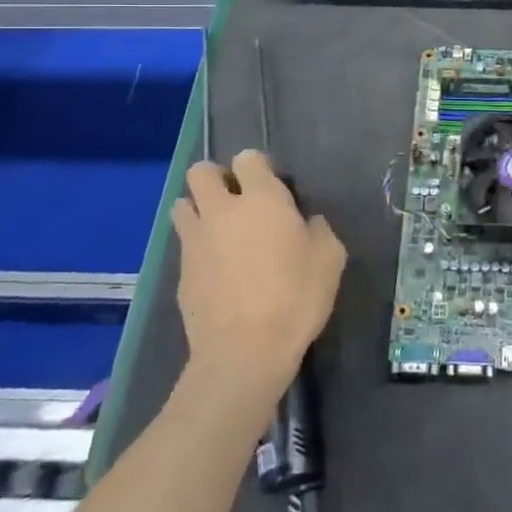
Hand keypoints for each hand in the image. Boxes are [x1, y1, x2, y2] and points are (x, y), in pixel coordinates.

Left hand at [172, 150, 346, 402]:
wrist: (245, 352)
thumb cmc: (296, 298)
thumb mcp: (330, 259)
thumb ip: (318, 231)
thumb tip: (307, 223)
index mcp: (263, 199)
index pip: (248, 159)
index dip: (257, 167)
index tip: (270, 185)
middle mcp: (223, 210)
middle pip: (201, 173)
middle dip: (214, 177)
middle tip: (234, 199)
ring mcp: (196, 241)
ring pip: (182, 205)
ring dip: (197, 209)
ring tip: (217, 231)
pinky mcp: (181, 272)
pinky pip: (185, 245)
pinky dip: (197, 248)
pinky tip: (215, 270)